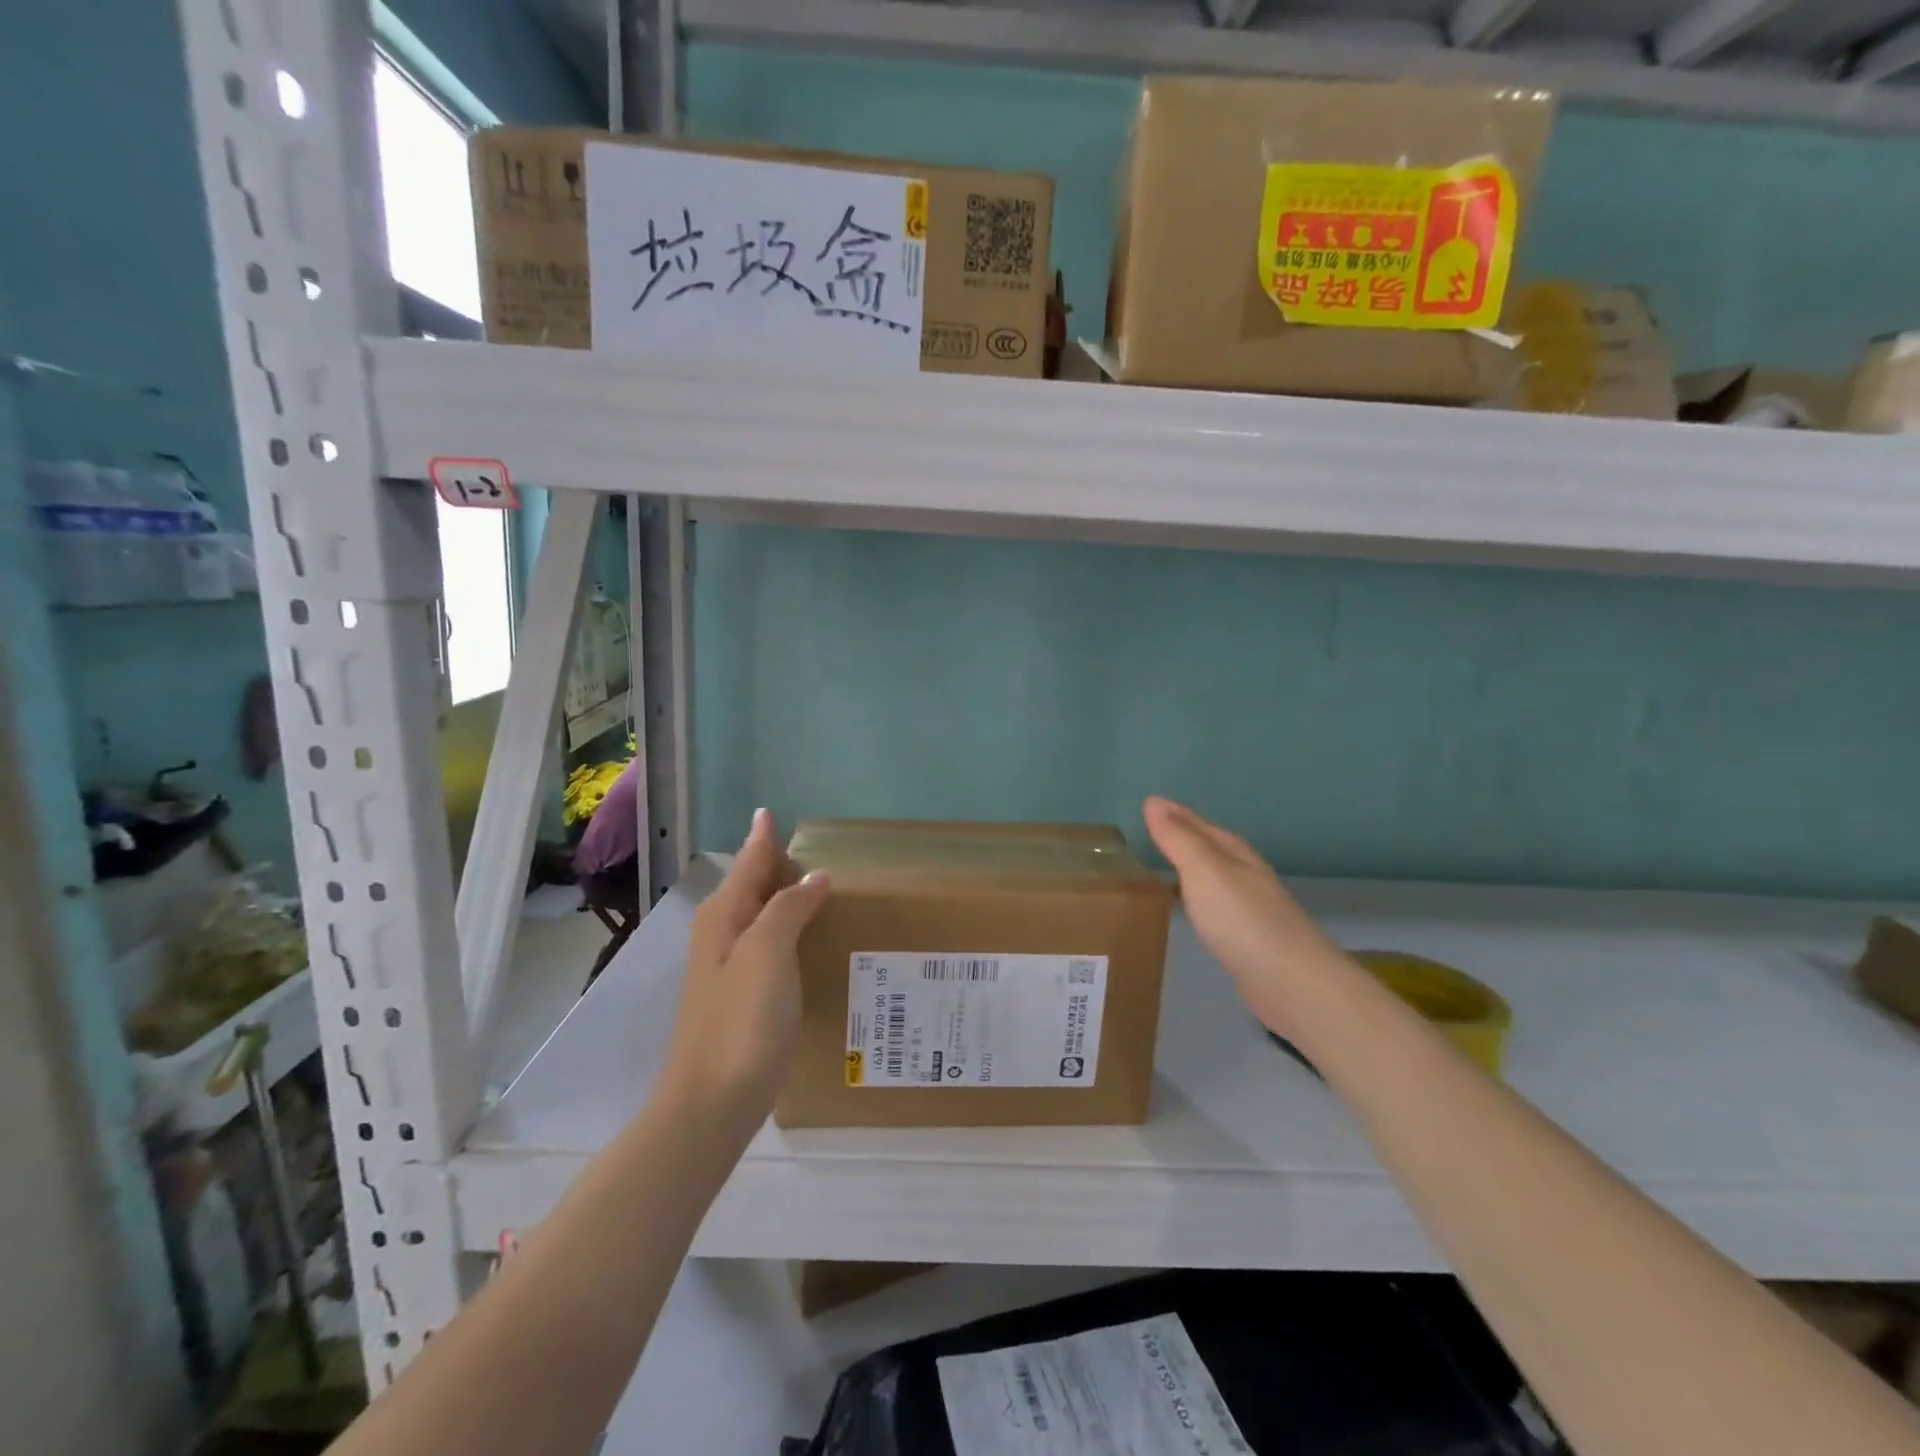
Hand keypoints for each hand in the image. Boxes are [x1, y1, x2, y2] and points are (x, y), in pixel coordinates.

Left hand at [659, 809, 829, 1132]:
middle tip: (811, 847)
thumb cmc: (741, 1021)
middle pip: (751, 885)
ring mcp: (730, 968)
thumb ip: (788, 907)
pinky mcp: (743, 996)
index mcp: (724, 917)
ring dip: (784, 896)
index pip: (748, 862)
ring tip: (819, 884)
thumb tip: (814, 875)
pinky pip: (768, 943)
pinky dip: (788, 928)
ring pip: (760, 915)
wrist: (712, 1103)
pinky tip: (809, 938)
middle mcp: (722, 935)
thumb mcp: (767, 953)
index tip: (770, 811)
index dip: (762, 837)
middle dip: (775, 863)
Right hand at [1144, 796, 1346, 1039]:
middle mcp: (1245, 874)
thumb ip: (1177, 838)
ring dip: (1189, 870)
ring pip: (1213, 877)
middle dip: (1183, 839)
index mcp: (1235, 853)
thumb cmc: (1242, 919)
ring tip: (1159, 869)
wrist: (1291, 982)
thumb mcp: (1202, 870)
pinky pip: (1214, 906)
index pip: (1199, 824)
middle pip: (1210, 848)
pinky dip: (1197, 900)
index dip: (1174, 814)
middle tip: (1148, 835)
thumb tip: (1153, 800)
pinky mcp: (1249, 939)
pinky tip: (1188, 910)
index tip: (1147, 806)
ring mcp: (1250, 907)